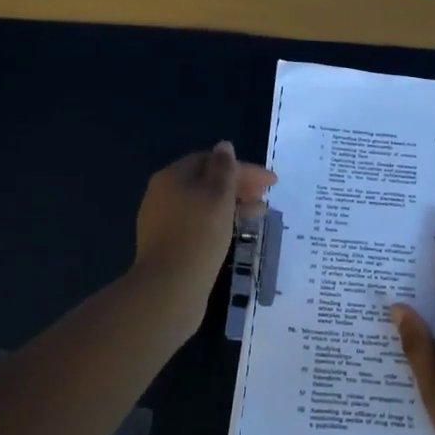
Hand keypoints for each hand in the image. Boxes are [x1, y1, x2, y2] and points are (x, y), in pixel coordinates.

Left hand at [132, 142, 275, 300]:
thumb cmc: (198, 235)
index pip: (211, 161)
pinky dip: (221, 222)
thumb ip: (224, 168)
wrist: (169, 288)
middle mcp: (163, 195)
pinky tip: (236, 232)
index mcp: (172, 177)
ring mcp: (164, 222)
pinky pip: (199, 224)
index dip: (242, 168)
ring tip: (259, 215)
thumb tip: (224, 146)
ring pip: (204, 205)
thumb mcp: (217, 196)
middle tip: (266, 197)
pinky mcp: (170, 246)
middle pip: (206, 182)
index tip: (271, 182)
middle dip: (238, 186)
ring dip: (233, 205)